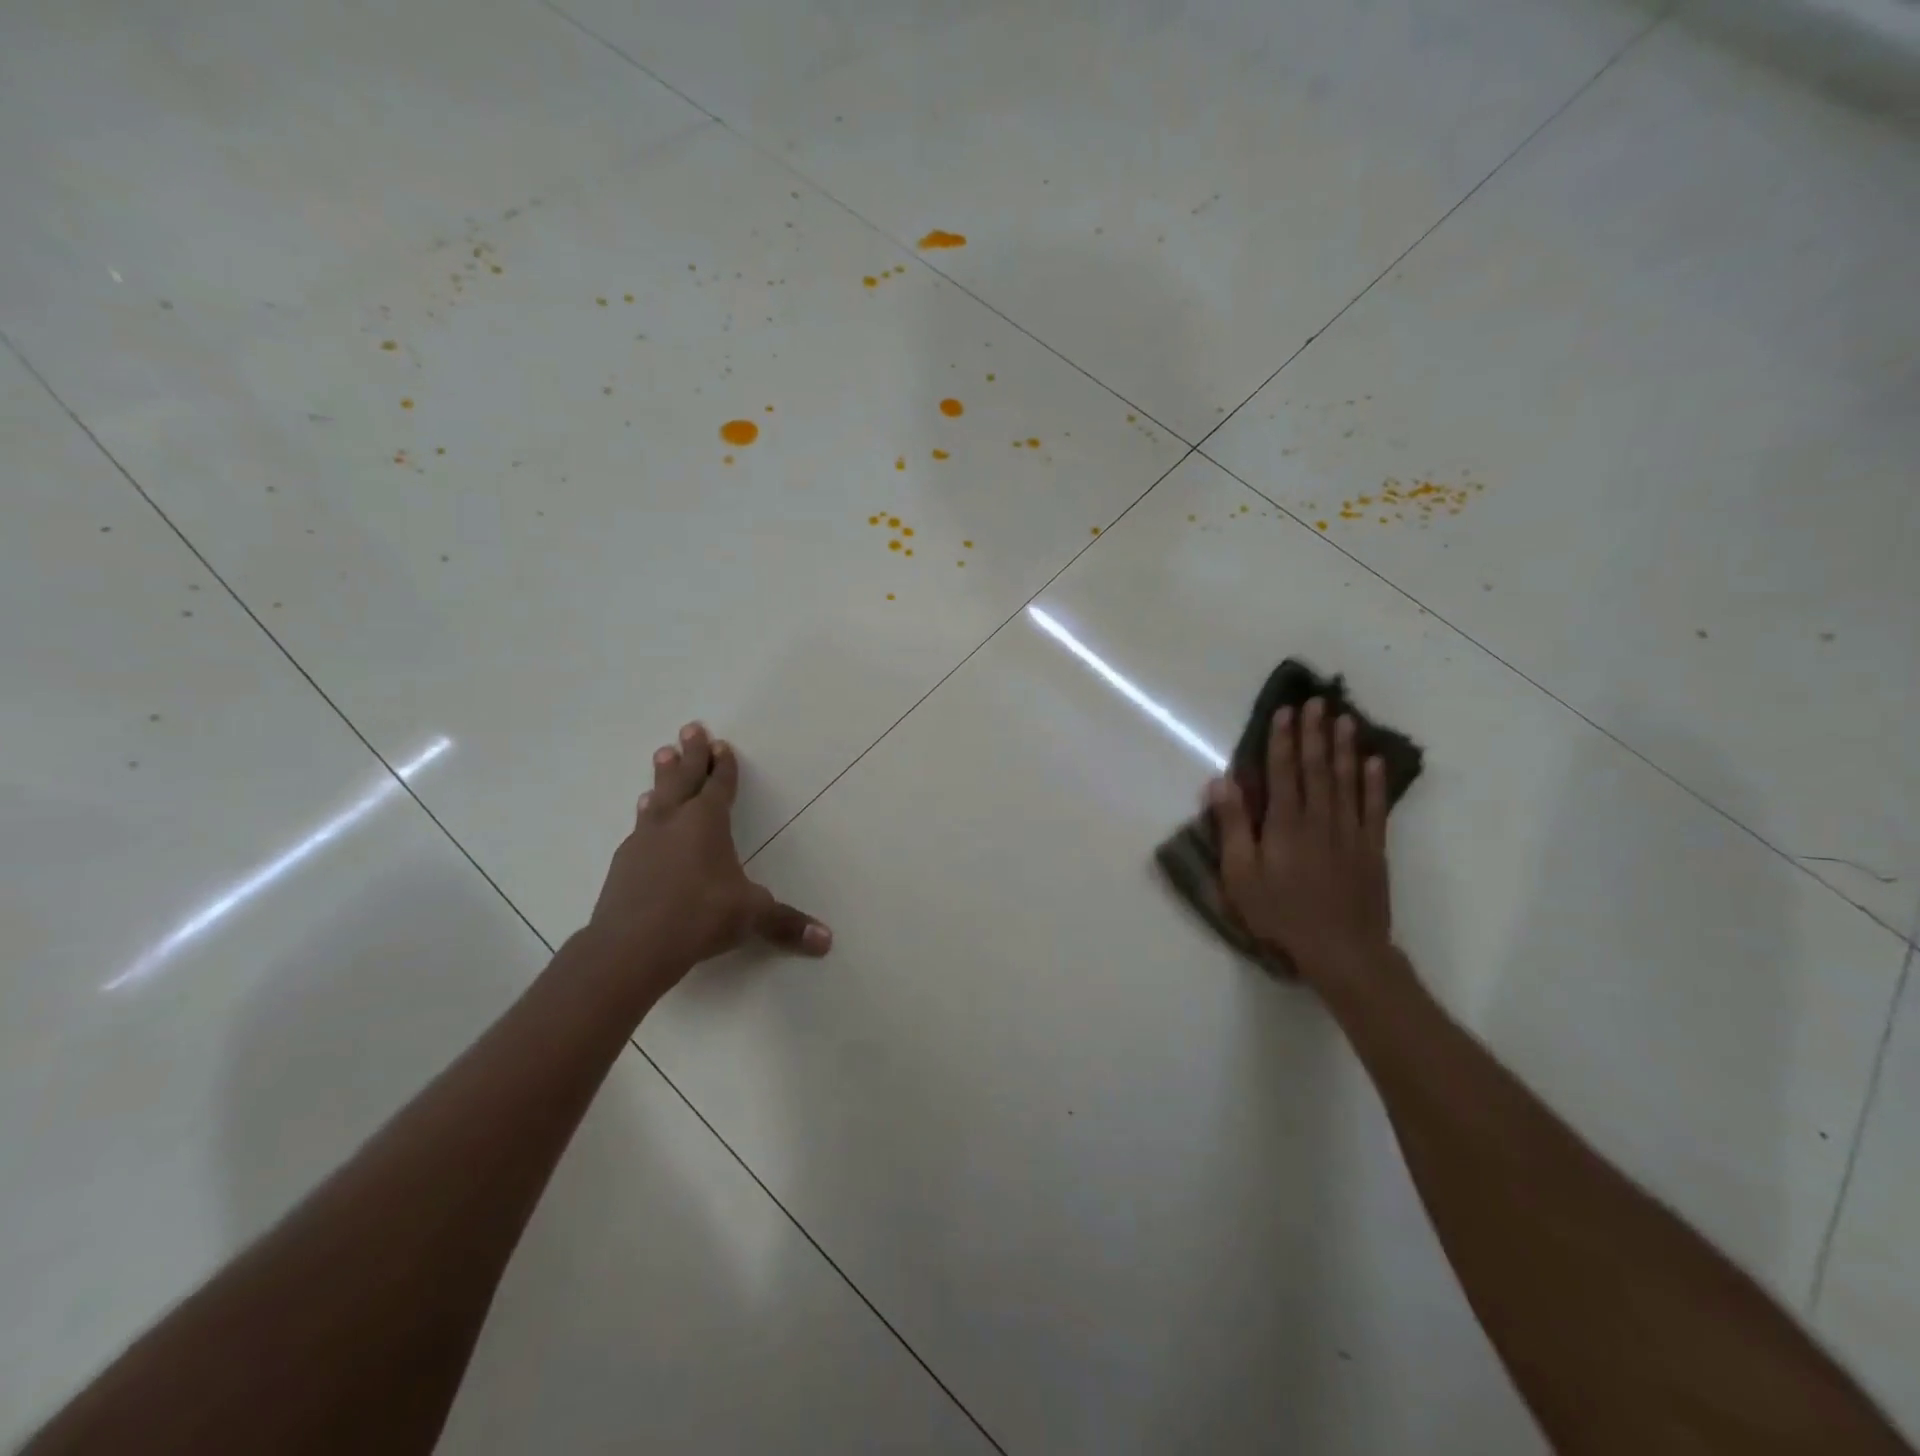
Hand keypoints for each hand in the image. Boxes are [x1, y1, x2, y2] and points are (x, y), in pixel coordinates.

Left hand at [588, 722, 830, 988]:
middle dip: (690, 754)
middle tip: (689, 728)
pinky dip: (646, 816)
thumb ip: (786, 924)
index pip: (719, 785)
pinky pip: (639, 829)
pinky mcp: (623, 866)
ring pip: (656, 799)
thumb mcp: (750, 916)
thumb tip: (827, 940)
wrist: (630, 947)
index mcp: (707, 823)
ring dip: (662, 778)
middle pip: (683, 779)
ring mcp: (643, 842)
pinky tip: (643, 820)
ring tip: (661, 756)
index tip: (721, 744)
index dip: (723, 766)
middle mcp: (674, 823)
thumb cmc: (700, 917)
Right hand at [1208, 698, 1393, 982]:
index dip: (1283, 739)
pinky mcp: (1372, 848)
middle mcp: (1320, 818)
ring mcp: (1350, 831)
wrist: (1342, 950)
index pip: (1283, 771)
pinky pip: (1374, 806)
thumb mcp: (1241, 875)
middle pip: (1317, 767)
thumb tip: (1222, 782)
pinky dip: (1375, 782)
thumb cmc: (1281, 914)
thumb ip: (1233, 826)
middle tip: (1318, 701)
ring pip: (1347, 780)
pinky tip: (1374, 761)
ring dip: (1345, 747)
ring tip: (1346, 718)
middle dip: (1315, 732)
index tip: (1286, 711)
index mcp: (1285, 823)